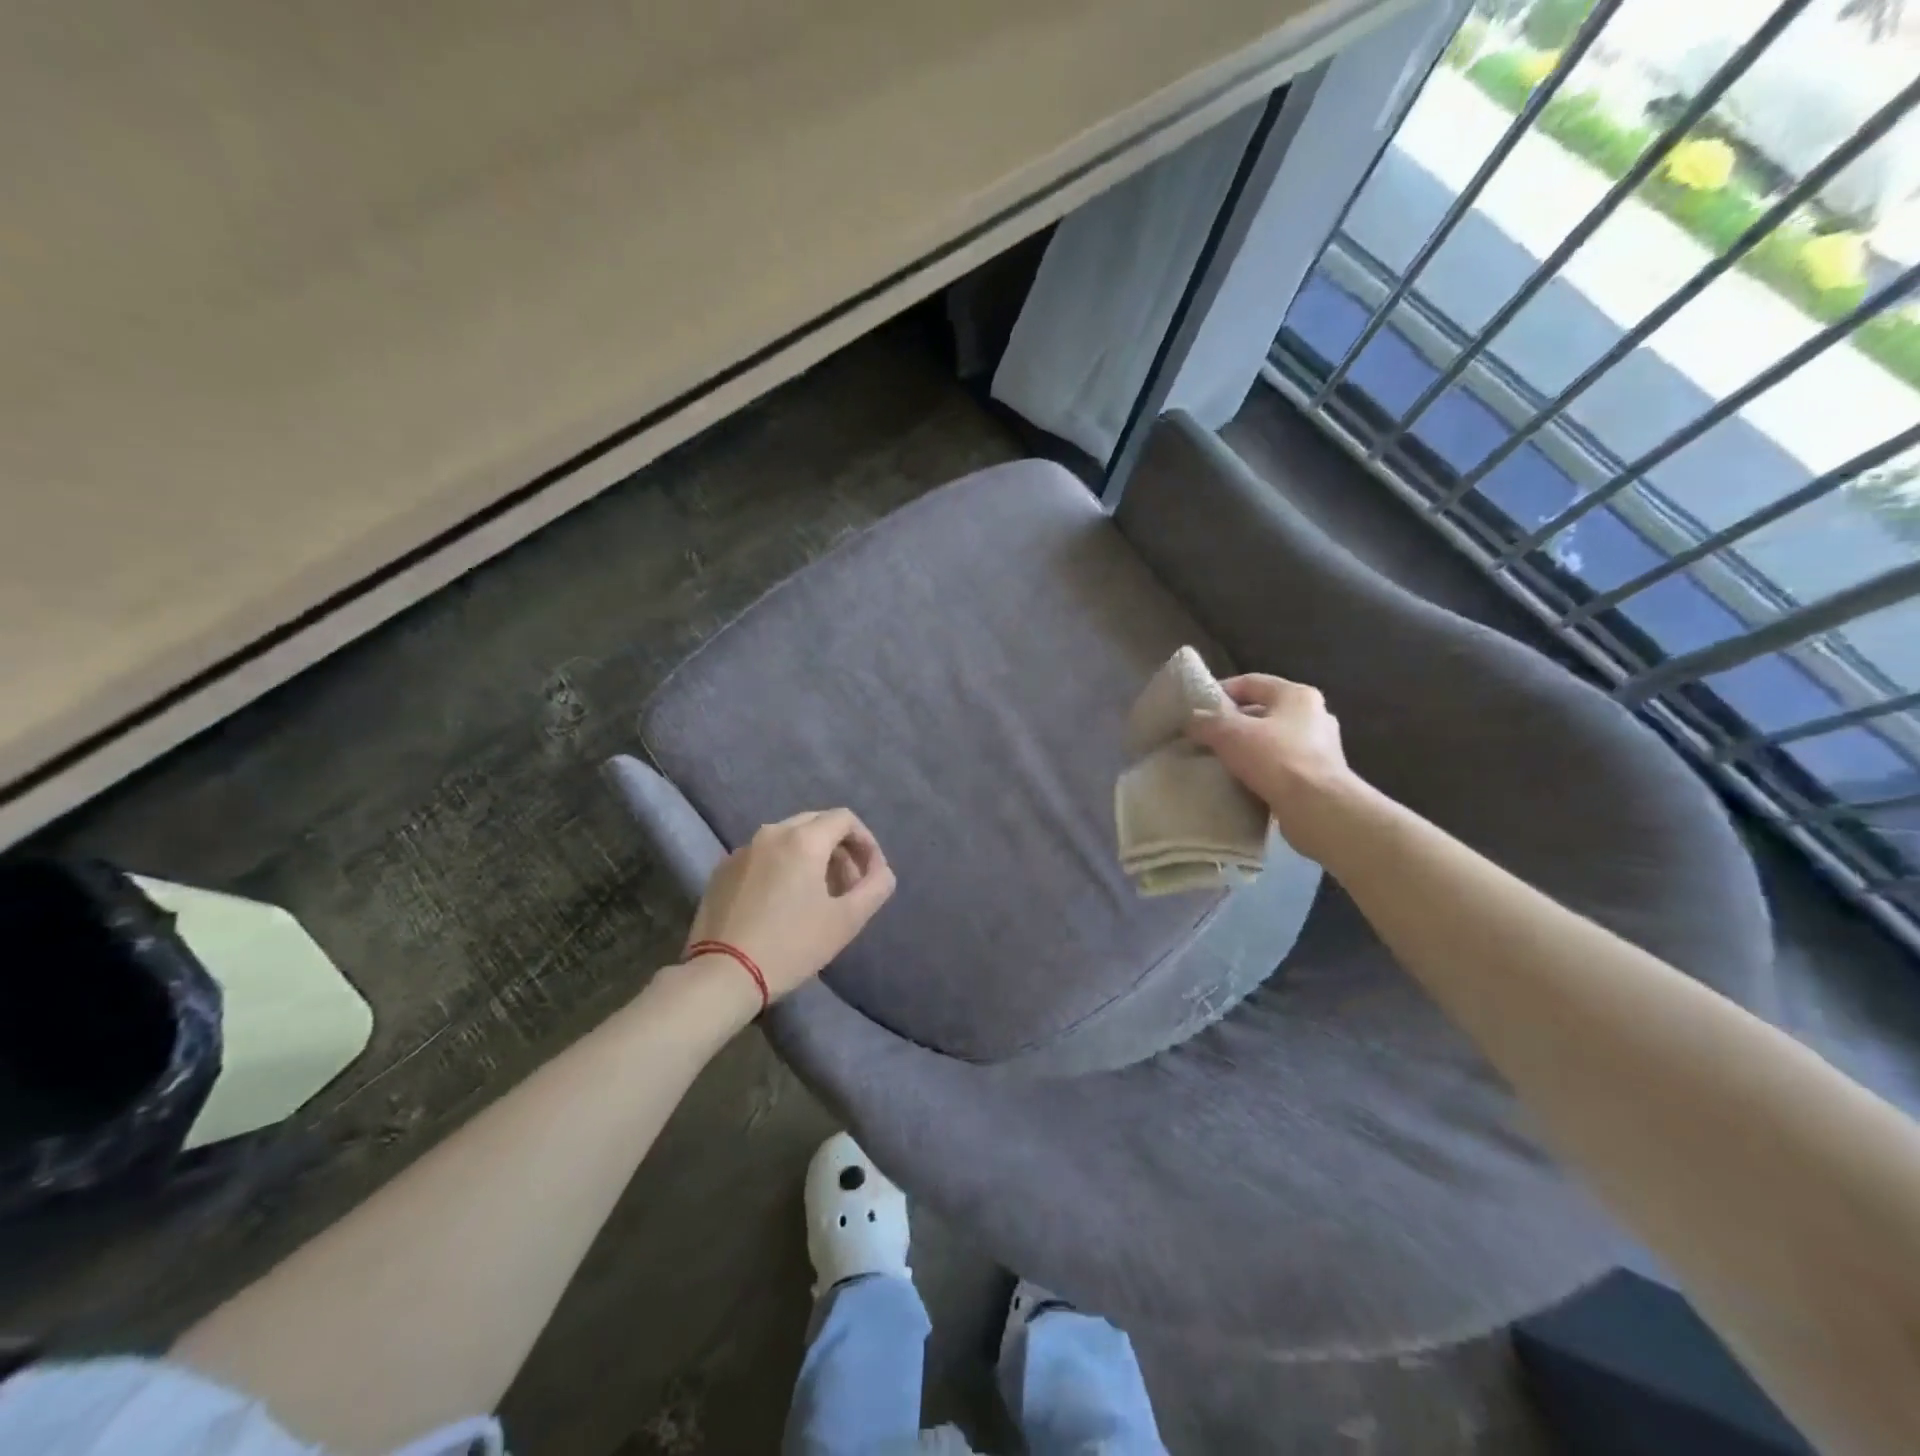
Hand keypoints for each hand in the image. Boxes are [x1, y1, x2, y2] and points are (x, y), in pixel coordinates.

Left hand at [686, 809, 895, 1000]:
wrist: (721, 975)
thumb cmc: (791, 946)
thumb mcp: (847, 921)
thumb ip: (875, 887)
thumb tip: (880, 871)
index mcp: (803, 840)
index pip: (845, 819)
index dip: (866, 842)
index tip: (870, 874)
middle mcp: (771, 833)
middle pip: (816, 824)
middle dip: (839, 848)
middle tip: (847, 885)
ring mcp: (742, 850)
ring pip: (787, 838)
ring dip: (811, 857)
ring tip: (817, 895)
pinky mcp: (722, 870)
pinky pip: (763, 855)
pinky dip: (782, 866)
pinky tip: (781, 903)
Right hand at [1184, 674, 1362, 853]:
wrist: (1318, 809)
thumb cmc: (1276, 759)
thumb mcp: (1229, 733)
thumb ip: (1206, 722)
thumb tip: (1191, 720)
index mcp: (1297, 695)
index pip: (1252, 682)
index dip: (1221, 690)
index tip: (1197, 707)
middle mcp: (1315, 715)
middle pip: (1263, 711)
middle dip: (1233, 723)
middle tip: (1205, 736)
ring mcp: (1321, 748)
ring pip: (1272, 740)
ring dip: (1247, 748)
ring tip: (1220, 761)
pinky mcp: (1320, 777)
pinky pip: (1282, 766)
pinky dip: (1261, 770)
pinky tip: (1242, 782)